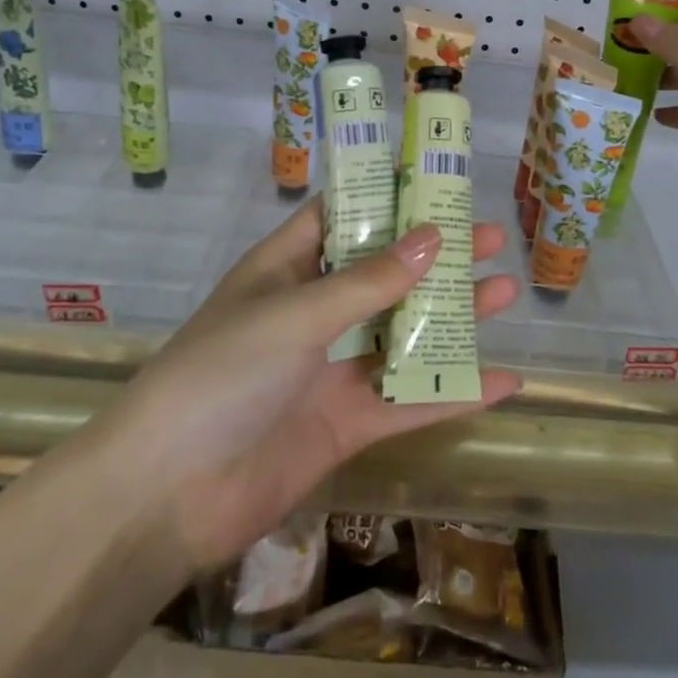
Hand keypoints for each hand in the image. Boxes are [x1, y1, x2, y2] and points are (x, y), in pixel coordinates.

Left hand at [115, 199, 519, 572]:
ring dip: (454, 317)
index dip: (386, 199)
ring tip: (507, 292)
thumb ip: (369, 281)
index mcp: (286, 269)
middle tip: (493, 239)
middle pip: (384, 275)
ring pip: (403, 335)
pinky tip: (506, 382)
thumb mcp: (297, 314)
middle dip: (437, 257)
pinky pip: (409, 400)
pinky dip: (454, 392)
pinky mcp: (346, 423)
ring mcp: (330, 369)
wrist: (170, 492)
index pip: (341, 218)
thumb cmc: (224, 373)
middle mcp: (311, 312)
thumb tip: (433, 238)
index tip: (438, 185)